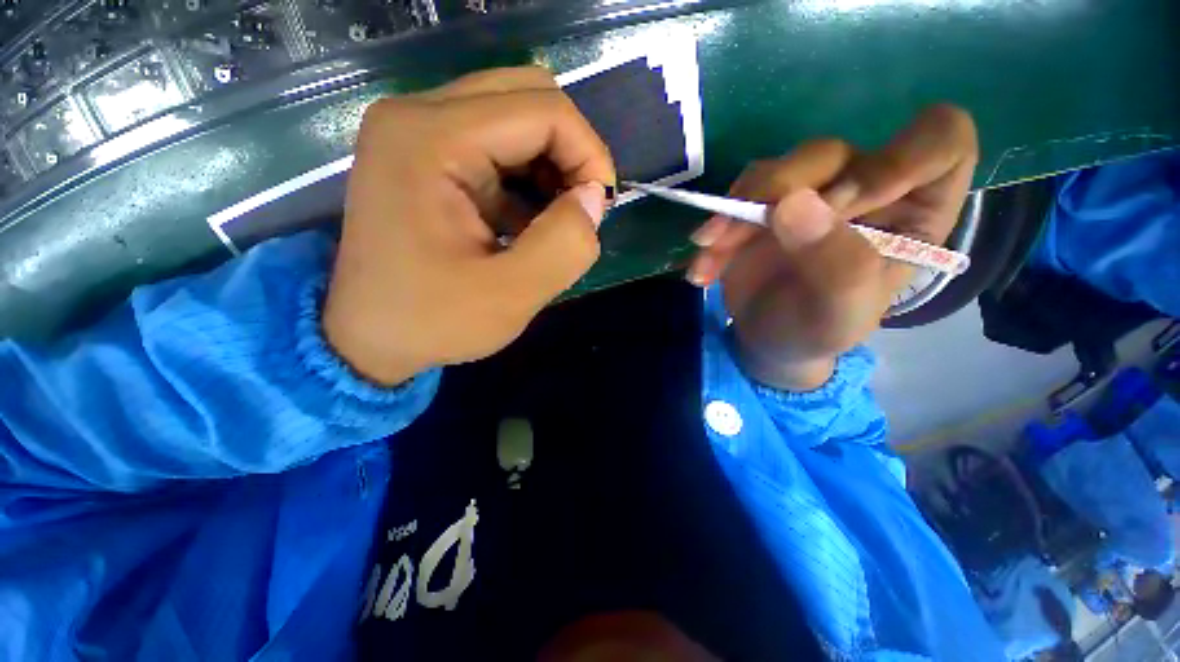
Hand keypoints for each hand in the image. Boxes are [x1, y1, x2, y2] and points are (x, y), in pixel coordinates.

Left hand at [324, 67, 615, 384]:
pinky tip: (528, 222)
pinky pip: (496, 145)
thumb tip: (593, 199)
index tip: (601, 208)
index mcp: (431, 138)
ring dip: (550, 167)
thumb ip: (565, 245)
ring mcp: (416, 131)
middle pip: (528, 98)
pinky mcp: (424, 154)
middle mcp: (417, 115)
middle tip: (580, 210)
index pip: (542, 109)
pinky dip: (527, 178)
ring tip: (555, 222)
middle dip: (570, 153)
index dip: (589, 154)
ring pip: (515, 117)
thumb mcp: (511, 296)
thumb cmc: (432, 321)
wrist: (366, 337)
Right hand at [687, 105, 977, 389]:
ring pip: (778, 169)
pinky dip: (716, 227)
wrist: (768, 339)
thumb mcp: (839, 313)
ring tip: (712, 253)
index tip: (844, 203)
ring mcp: (810, 193)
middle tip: (751, 231)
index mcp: (914, 211)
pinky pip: (738, 194)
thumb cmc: (817, 332)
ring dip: (736, 211)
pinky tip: (704, 264)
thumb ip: (835, 263)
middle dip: (784, 192)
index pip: (940, 141)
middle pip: (833, 152)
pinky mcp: (766, 204)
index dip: (896, 159)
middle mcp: (865, 189)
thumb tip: (793, 204)